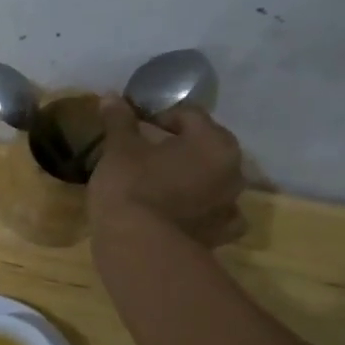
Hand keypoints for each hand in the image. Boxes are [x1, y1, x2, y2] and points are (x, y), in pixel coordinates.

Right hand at [89, 98, 246, 245]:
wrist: (139, 247)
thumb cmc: (132, 186)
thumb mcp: (119, 148)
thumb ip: (119, 120)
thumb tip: (111, 96)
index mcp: (214, 143)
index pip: (188, 115)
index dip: (159, 116)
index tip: (135, 128)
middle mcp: (233, 171)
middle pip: (206, 147)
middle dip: (179, 146)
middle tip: (146, 153)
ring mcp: (230, 207)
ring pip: (212, 181)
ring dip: (192, 178)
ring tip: (161, 183)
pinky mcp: (220, 236)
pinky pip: (213, 214)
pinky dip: (200, 210)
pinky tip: (179, 212)